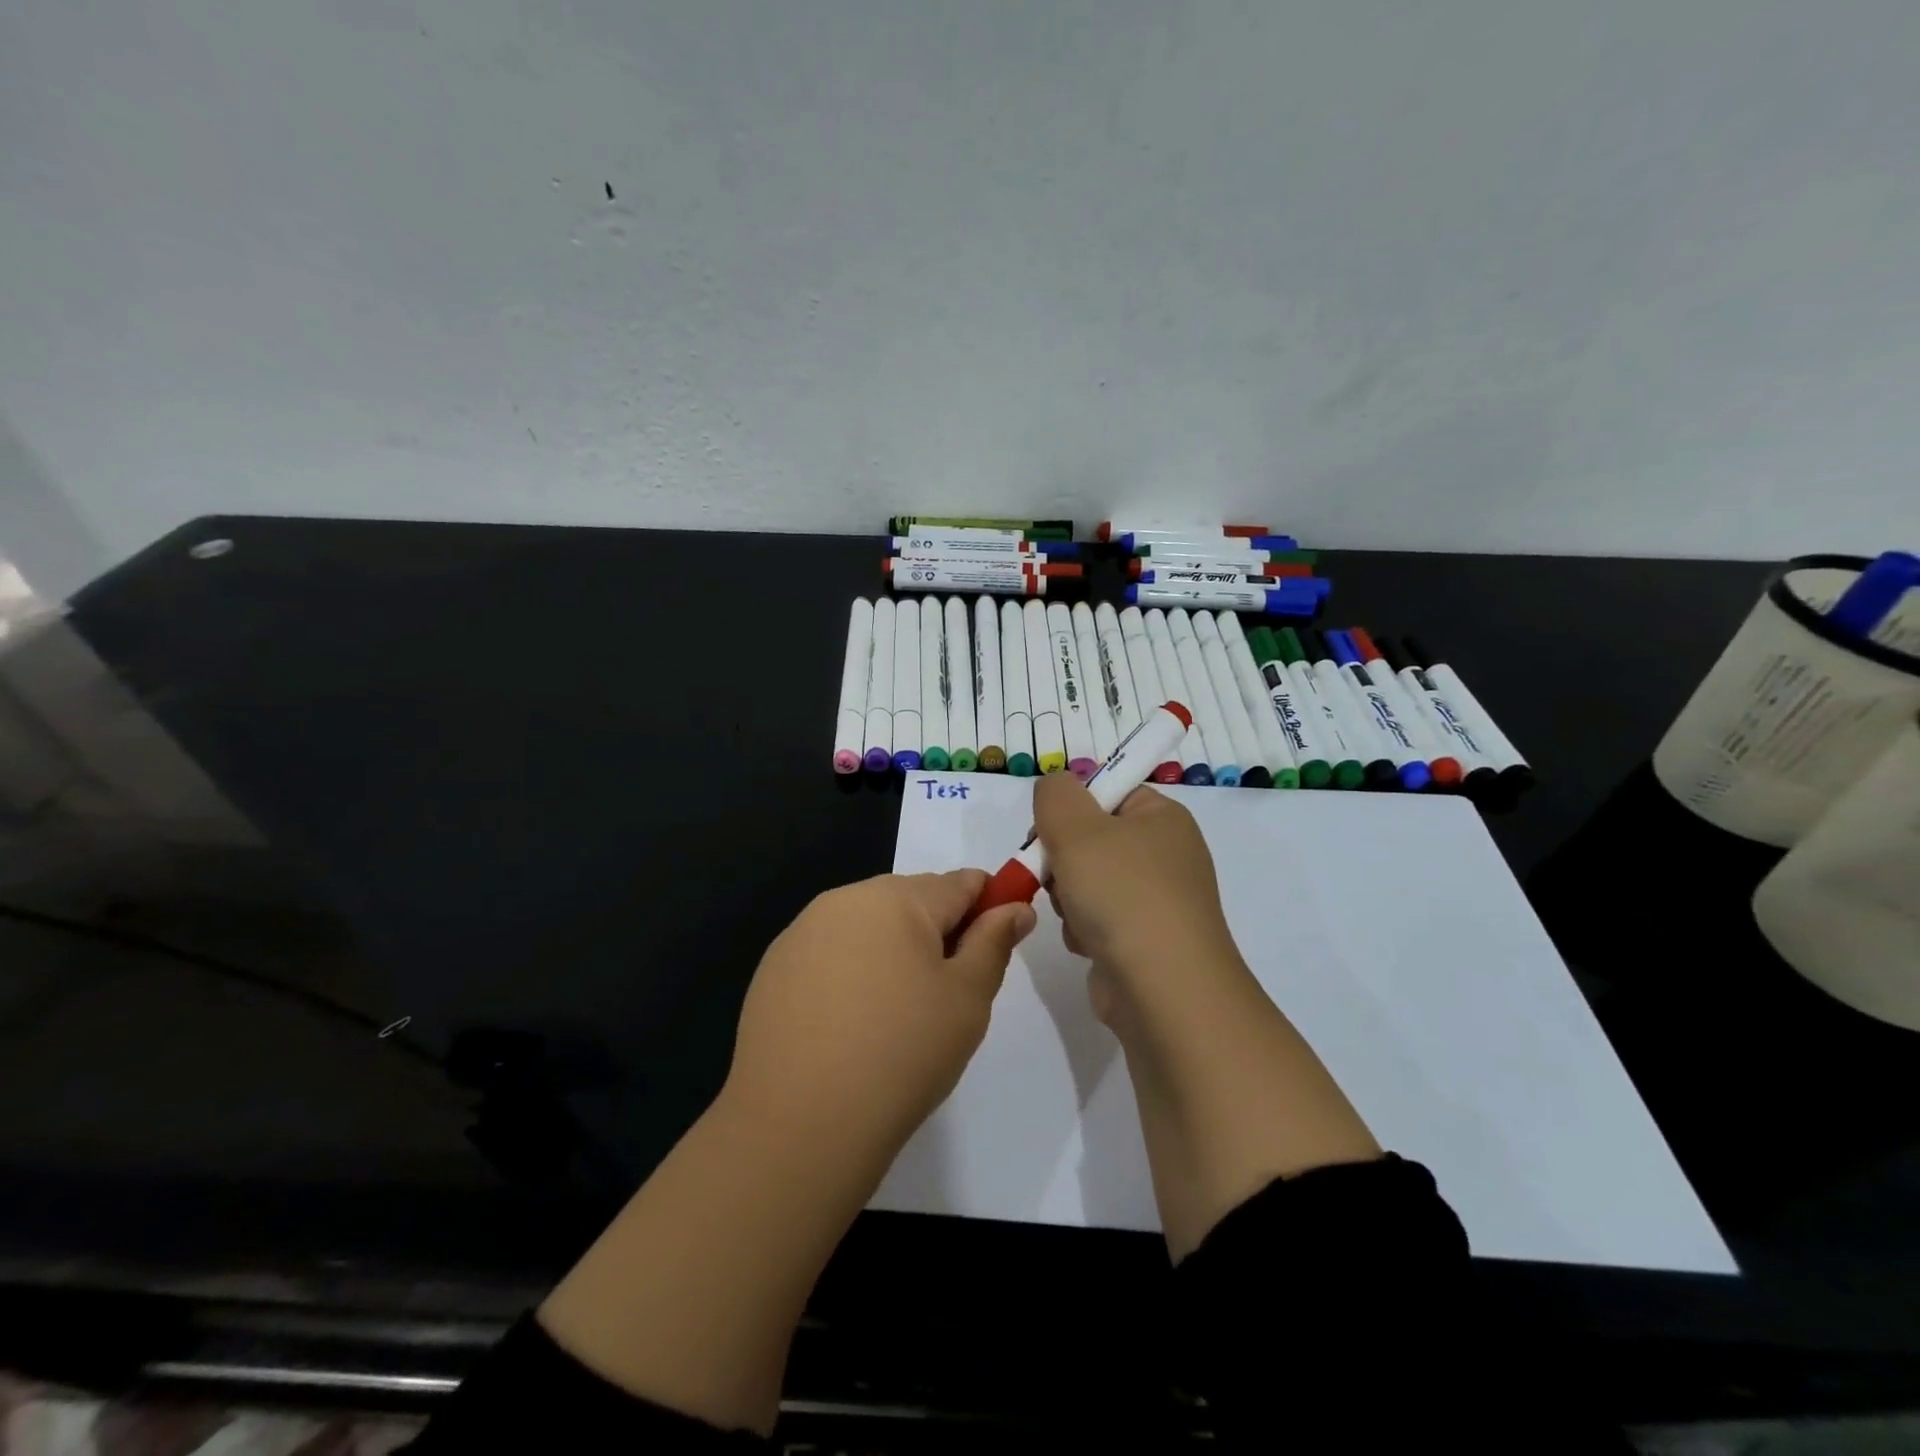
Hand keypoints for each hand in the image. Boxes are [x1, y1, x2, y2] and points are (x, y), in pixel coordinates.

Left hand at [722, 871, 1034, 1160]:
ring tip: (895, 1016)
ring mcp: (802, 933)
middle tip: (945, 995)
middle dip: (937, 933)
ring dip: (891, 952)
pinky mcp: (774, 968)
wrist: (800, 1125)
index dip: (989, 906)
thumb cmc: (902, 1053)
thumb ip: (994, 943)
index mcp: (897, 898)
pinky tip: (850, 1026)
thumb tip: (1015, 908)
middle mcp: (845, 899)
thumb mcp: (967, 999)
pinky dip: (850, 974)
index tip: (994, 947)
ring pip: (868, 926)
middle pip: (911, 900)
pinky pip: (830, 954)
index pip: (961, 883)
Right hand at [1033, 775, 1240, 1022]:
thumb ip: (1055, 795)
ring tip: (1077, 917)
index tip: (1049, 831)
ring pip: (1087, 881)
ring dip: (1068, 898)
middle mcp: (1165, 855)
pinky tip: (1087, 944)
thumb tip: (1056, 789)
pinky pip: (1097, 920)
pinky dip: (1083, 930)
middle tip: (1056, 875)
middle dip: (1062, 859)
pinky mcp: (1144, 941)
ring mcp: (1157, 901)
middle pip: (1092, 839)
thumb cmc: (1122, 894)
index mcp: (1163, 818)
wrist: (1163, 991)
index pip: (1107, 792)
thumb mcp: (1077, 827)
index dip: (1071, 808)